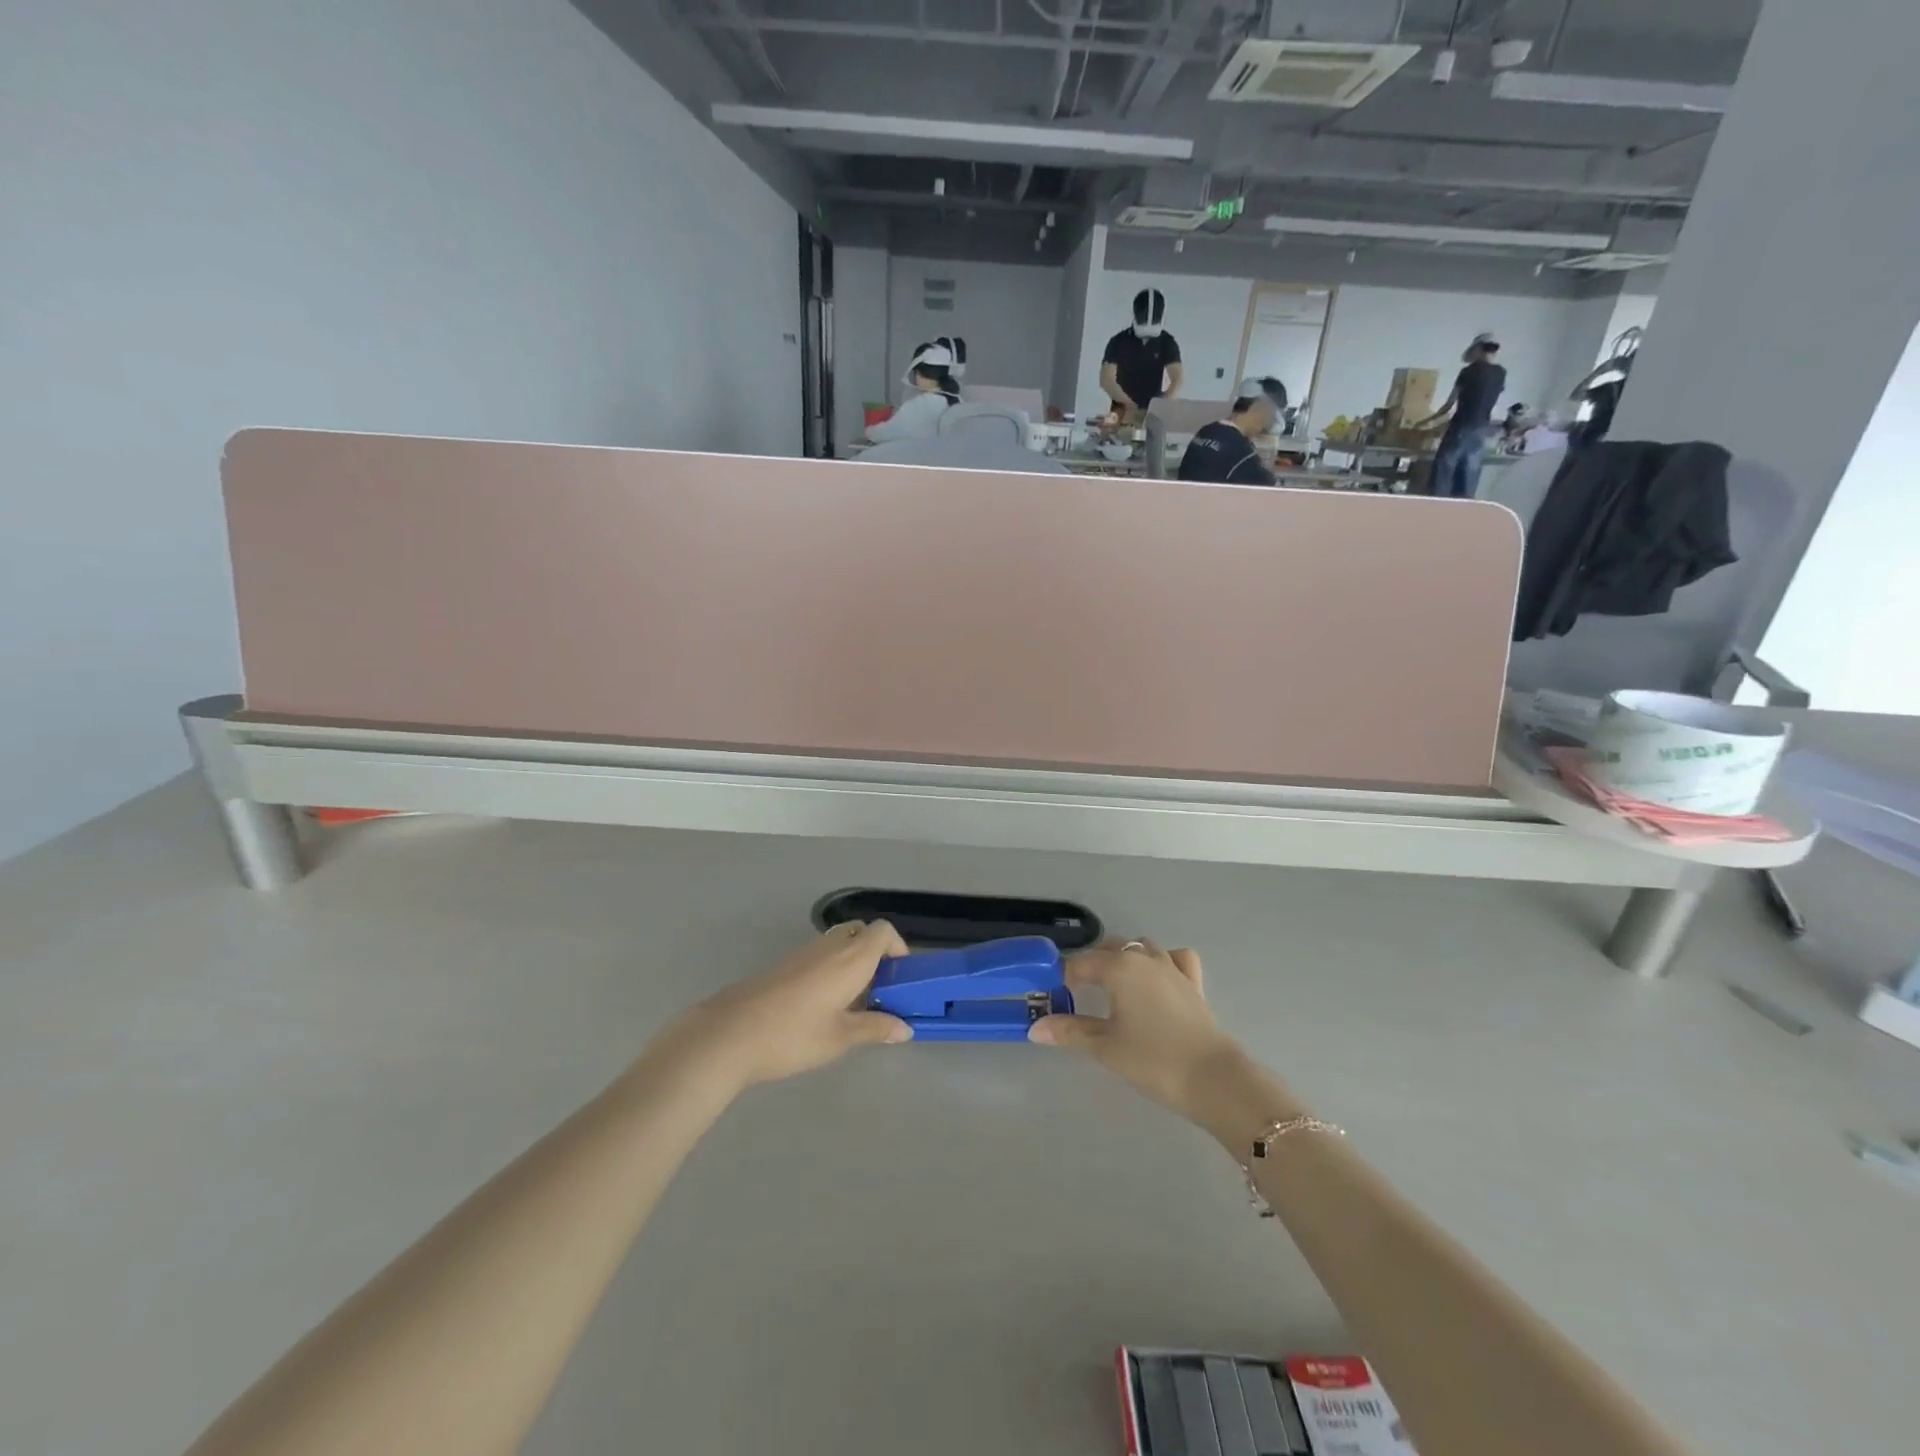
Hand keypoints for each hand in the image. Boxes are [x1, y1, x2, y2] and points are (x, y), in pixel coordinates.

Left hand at [664, 921, 912, 1089]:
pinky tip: (823, 1005)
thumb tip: (905, 1028)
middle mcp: (830, 946)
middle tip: (879, 989)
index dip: (898, 947)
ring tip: (853, 1002)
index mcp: (851, 958)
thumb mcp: (840, 1038)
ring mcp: (804, 953)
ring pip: (839, 943)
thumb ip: (875, 1028)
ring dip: (852, 961)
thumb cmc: (793, 1035)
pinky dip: (831, 968)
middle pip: (861, 932)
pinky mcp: (785, 964)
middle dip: (876, 953)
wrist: (730, 1034)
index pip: (884, 931)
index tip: (901, 977)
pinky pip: (820, 955)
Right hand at [1028, 938, 1243, 1121]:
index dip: (1062, 978)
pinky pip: (1176, 959)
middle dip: (1091, 966)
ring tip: (1114, 987)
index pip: (1080, 964)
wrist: (1214, 1080)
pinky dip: (1163, 961)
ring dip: (1124, 959)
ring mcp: (1173, 968)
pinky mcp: (1193, 984)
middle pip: (1110, 949)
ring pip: (1141, 948)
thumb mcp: (1105, 1047)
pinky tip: (1157, 980)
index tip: (1052, 997)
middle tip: (1078, 996)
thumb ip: (1070, 1032)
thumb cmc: (1153, 1060)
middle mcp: (1145, 958)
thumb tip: (1035, 1028)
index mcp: (1119, 967)